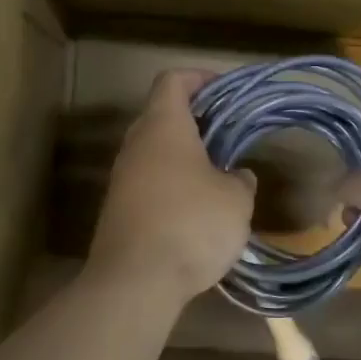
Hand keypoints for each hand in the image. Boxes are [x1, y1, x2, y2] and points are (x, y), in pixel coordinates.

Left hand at [88, 70, 256, 302]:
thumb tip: (237, 177)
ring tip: (220, 173)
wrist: (135, 281)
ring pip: (156, 151)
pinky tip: (198, 208)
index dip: (199, 78)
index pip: (173, 80)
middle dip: (197, 119)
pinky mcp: (119, 209)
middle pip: (162, 114)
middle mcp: (136, 144)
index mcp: (163, 126)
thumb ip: (240, 180)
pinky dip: (173, 183)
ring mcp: (123, 178)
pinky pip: (150, 181)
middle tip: (230, 133)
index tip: (225, 90)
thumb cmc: (191, 224)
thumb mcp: (235, 200)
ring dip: (185, 155)